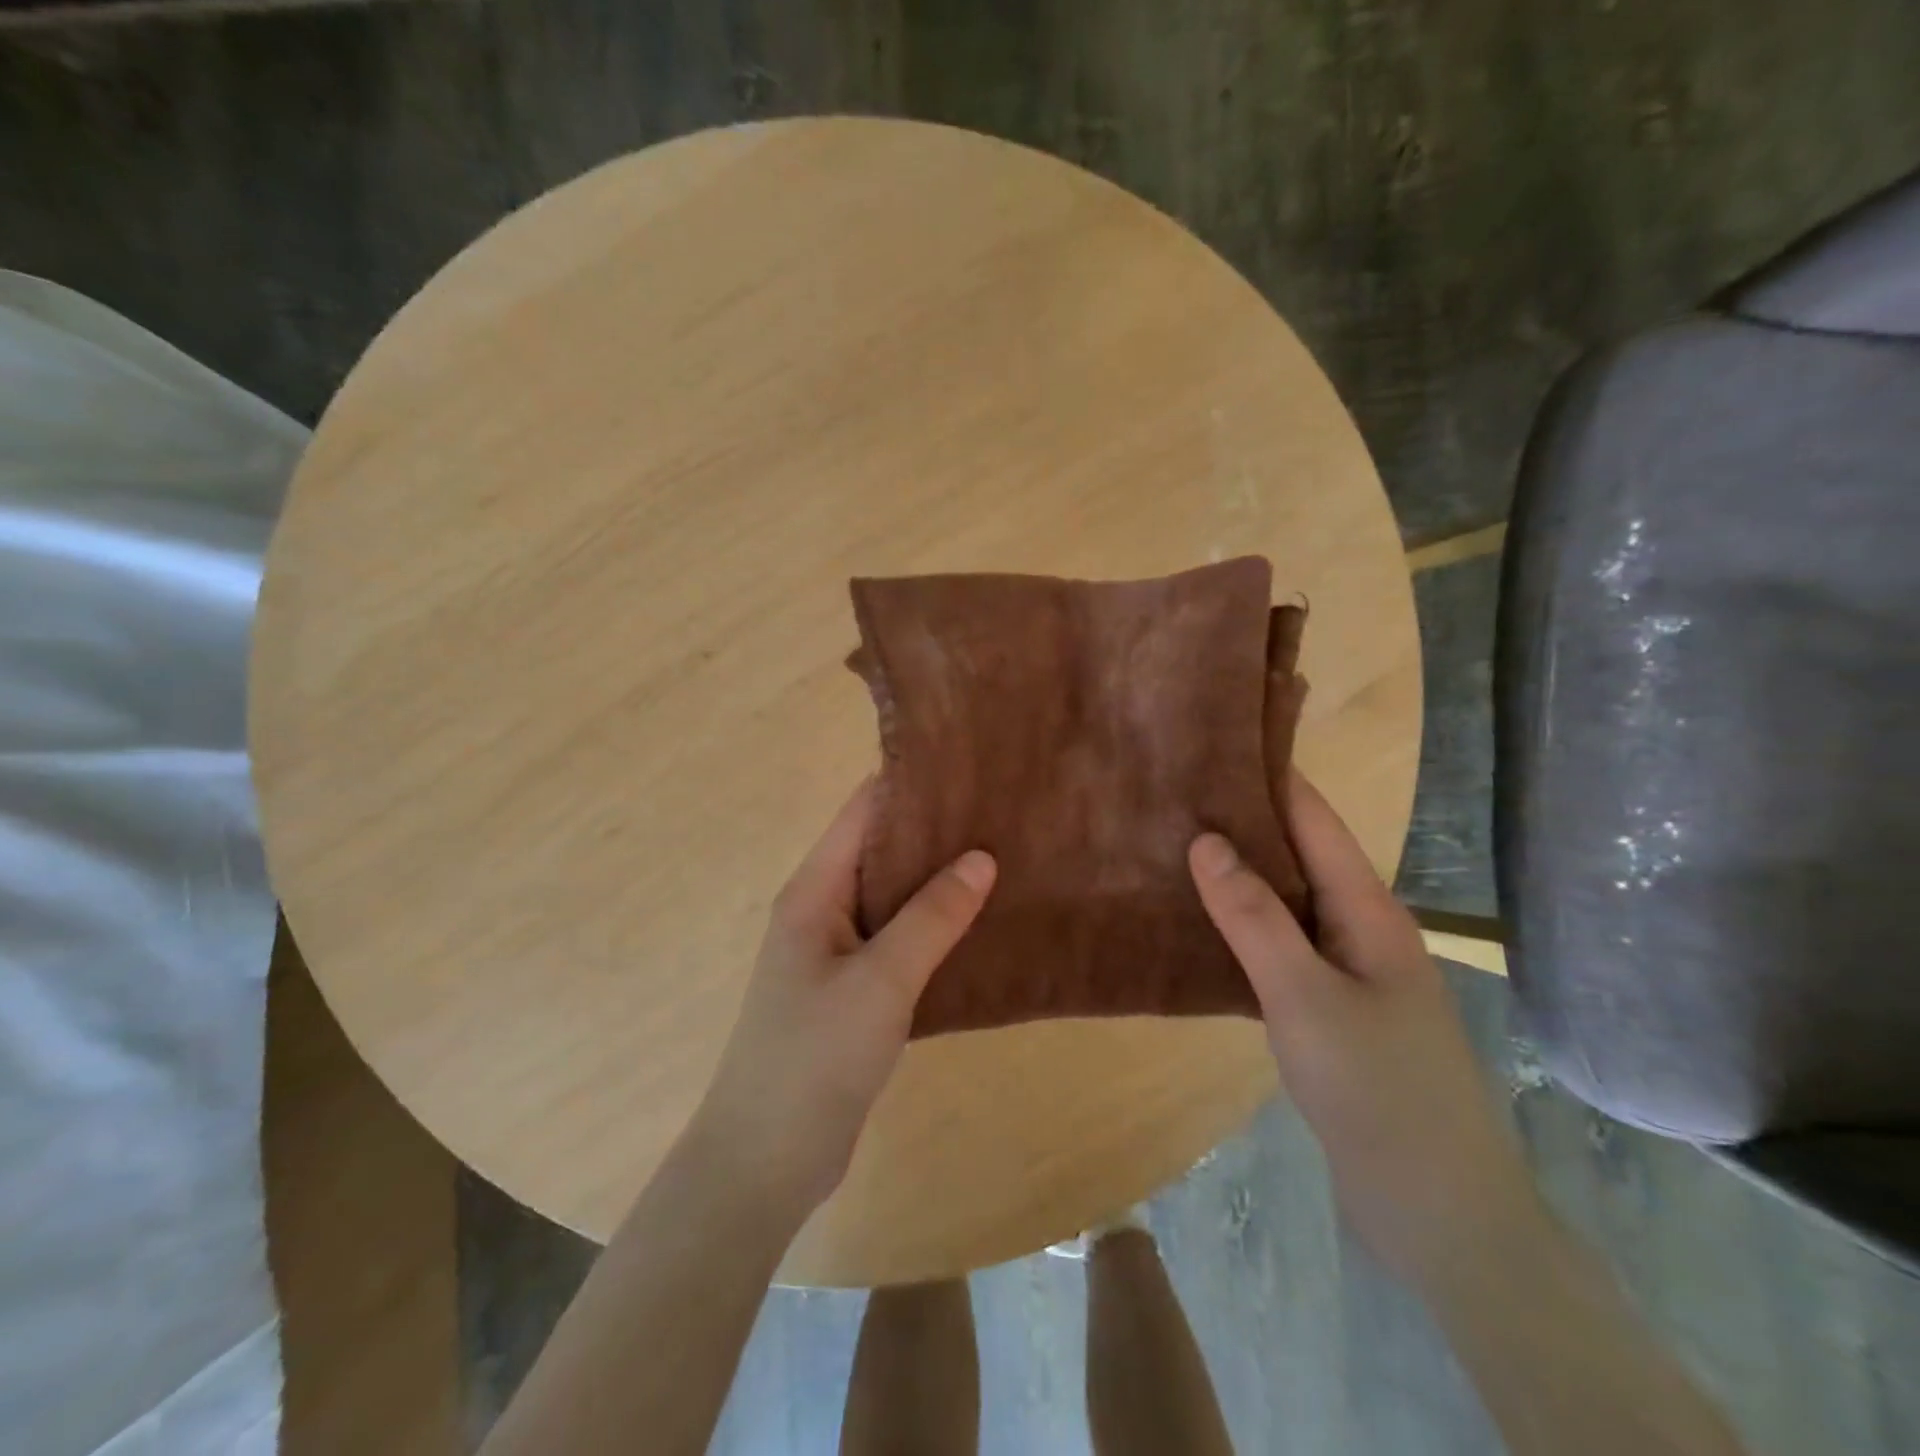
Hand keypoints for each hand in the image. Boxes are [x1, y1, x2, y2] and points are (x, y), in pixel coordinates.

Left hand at [693, 780, 995, 1215]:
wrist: (764, 1162)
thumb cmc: (814, 1058)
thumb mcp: (880, 981)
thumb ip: (931, 917)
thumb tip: (981, 856)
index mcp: (814, 891)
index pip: (863, 812)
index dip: (911, 784)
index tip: (970, 767)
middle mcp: (823, 910)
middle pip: (881, 850)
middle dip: (935, 832)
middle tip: (1002, 813)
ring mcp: (838, 952)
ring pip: (894, 898)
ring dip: (939, 881)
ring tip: (1005, 857)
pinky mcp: (854, 991)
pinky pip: (899, 940)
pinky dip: (935, 927)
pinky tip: (981, 924)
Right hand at [1189, 773, 1542, 1284]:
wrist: (1436, 1208)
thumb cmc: (1376, 1089)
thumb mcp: (1304, 997)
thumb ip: (1254, 917)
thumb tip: (1206, 840)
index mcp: (1369, 911)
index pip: (1315, 821)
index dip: (1272, 777)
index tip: (1218, 742)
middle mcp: (1360, 929)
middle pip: (1298, 857)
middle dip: (1243, 822)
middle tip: (1174, 793)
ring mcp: (1346, 973)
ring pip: (1285, 905)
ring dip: (1238, 877)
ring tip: (1174, 847)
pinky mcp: (1329, 1011)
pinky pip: (1278, 948)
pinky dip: (1240, 928)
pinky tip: (1198, 926)